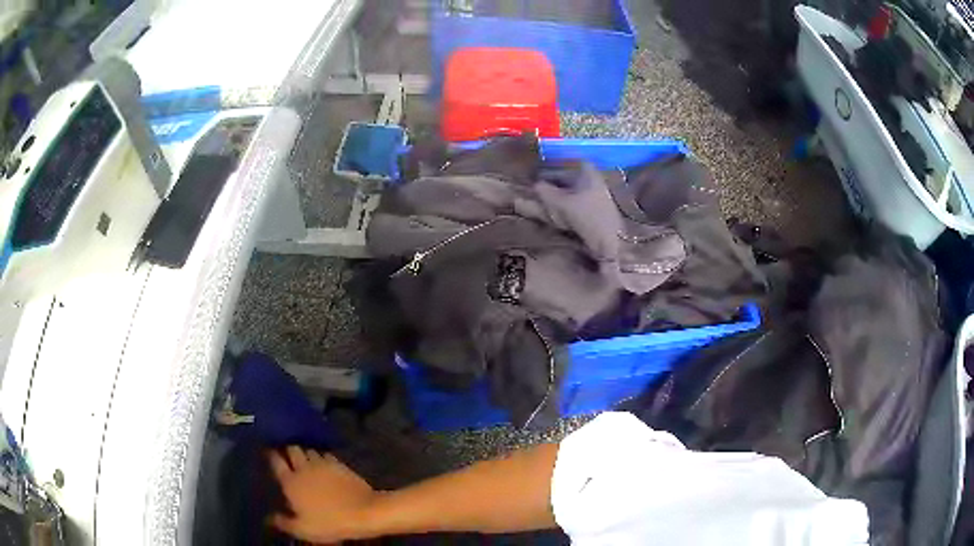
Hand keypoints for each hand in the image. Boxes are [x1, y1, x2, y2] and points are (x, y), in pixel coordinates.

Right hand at [270, 446, 378, 543]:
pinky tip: (324, 464)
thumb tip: (270, 518)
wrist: (363, 512)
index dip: (271, 455)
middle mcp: (304, 468)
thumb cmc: (329, 522)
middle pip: (292, 449)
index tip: (269, 453)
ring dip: (306, 454)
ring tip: (306, 460)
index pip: (276, 461)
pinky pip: (326, 455)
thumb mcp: (303, 529)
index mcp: (291, 482)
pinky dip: (322, 458)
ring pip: (309, 450)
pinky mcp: (339, 464)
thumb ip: (284, 522)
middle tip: (288, 457)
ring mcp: (322, 463)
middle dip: (289, 451)